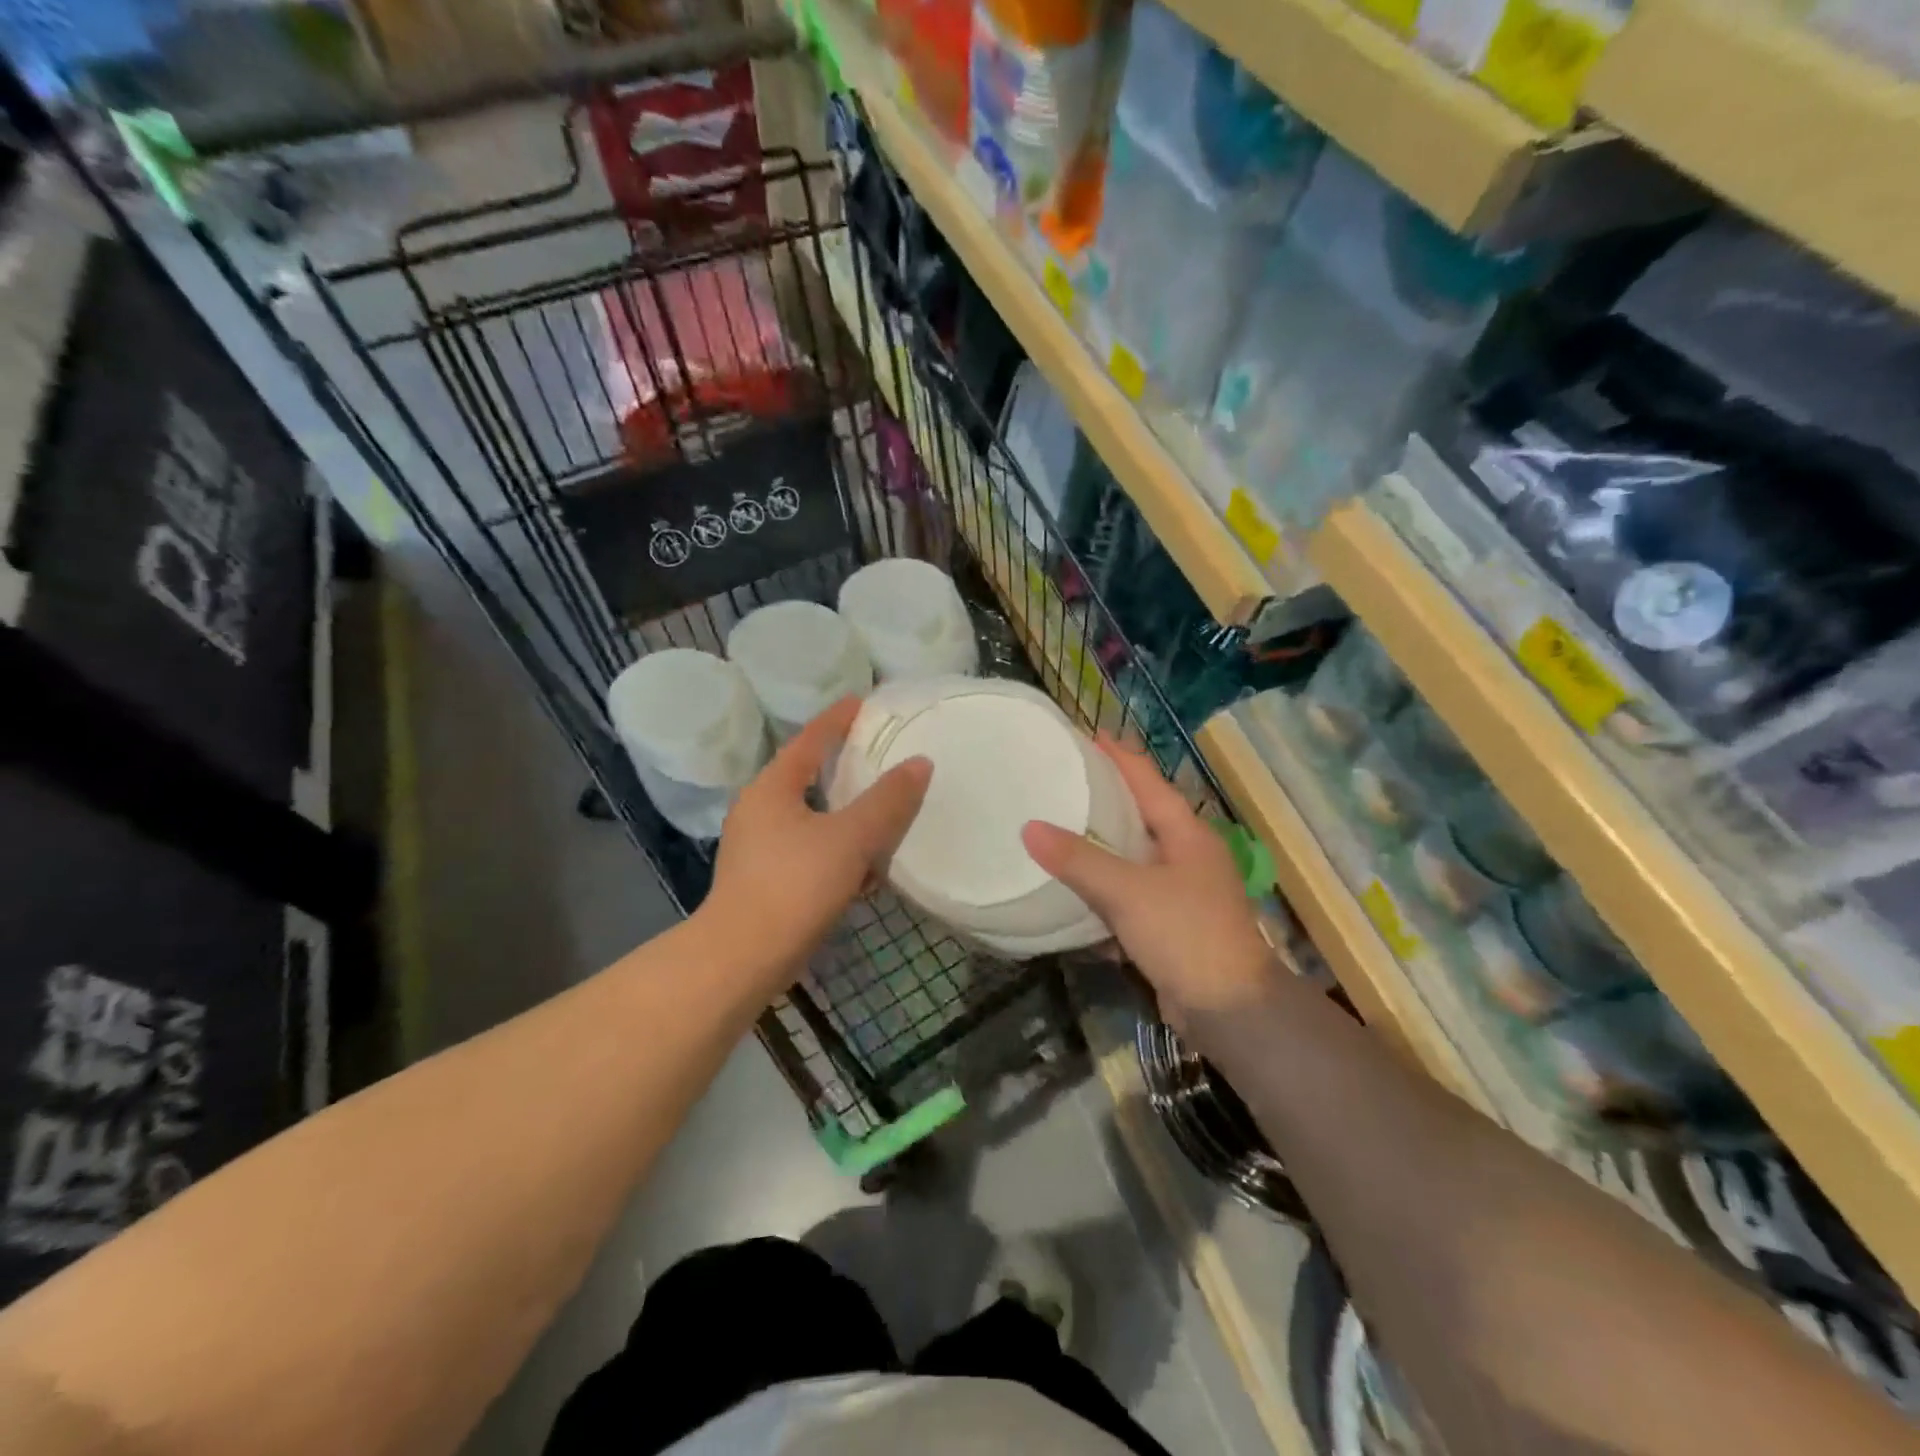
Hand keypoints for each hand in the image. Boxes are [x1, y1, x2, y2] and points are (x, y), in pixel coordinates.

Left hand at [703, 697, 931, 987]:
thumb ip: (888, 801)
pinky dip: (836, 850)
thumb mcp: (851, 838)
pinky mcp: (764, 881)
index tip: (862, 702)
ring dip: (845, 816)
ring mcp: (757, 848)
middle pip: (808, 776)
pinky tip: (863, 871)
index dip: (837, 719)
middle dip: (843, 768)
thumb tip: (920, 763)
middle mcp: (759, 810)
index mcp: (772, 789)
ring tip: (881, 816)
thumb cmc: (795, 885)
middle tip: (879, 756)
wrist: (742, 959)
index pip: (810, 740)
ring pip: (811, 818)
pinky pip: (809, 850)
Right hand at [1022, 739, 1281, 1035]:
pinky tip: (1075, 884)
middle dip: (1105, 794)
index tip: (1085, 734)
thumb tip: (1029, 828)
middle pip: (1141, 811)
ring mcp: (1182, 889)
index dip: (1117, 754)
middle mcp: (1187, 853)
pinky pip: (1131, 890)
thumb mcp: (1127, 892)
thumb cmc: (1186, 935)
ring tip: (1059, 823)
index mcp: (1186, 832)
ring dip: (1102, 840)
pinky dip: (1105, 882)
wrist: (1230, 1010)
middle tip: (1061, 777)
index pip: (1147, 779)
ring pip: (1134, 853)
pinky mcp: (1171, 922)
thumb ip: (1078, 860)